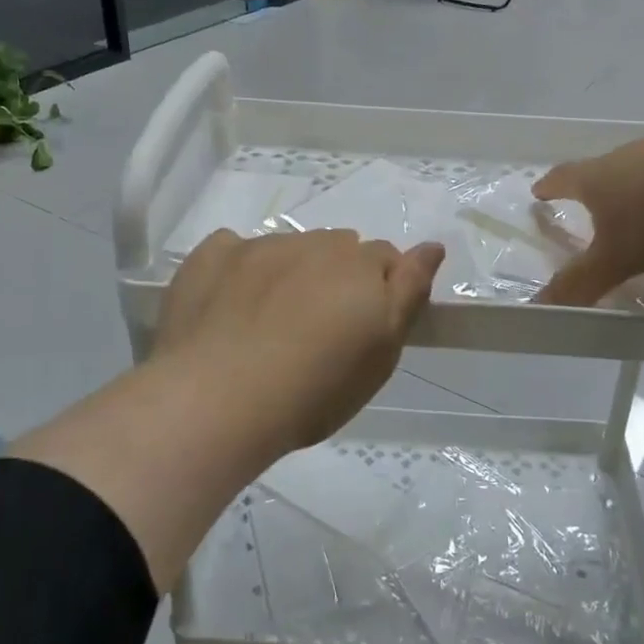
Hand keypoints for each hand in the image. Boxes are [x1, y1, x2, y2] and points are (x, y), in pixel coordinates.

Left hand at [155, 229, 444, 455]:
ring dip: (291, 272)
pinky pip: (235, 249)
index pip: (386, 258)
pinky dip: (240, 269)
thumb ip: (408, 293)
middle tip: (319, 329)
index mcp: (359, 265)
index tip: (364, 325)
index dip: (380, 289)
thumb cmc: (313, 390)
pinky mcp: (212, 255)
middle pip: (337, 248)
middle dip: (337, 276)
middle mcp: (313, 243)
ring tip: (270, 324)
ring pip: (289, 248)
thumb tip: (432, 246)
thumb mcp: (380, 354)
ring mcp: (259, 245)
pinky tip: (229, 305)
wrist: (216, 400)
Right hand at [532, 126, 643, 307]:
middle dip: (597, 191)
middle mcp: (630, 155)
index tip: (538, 192)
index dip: (549, 188)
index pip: (563, 179)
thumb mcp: (620, 256)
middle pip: (604, 170)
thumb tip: (538, 304)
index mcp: (598, 177)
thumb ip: (582, 280)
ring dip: (642, 190)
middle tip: (594, 210)